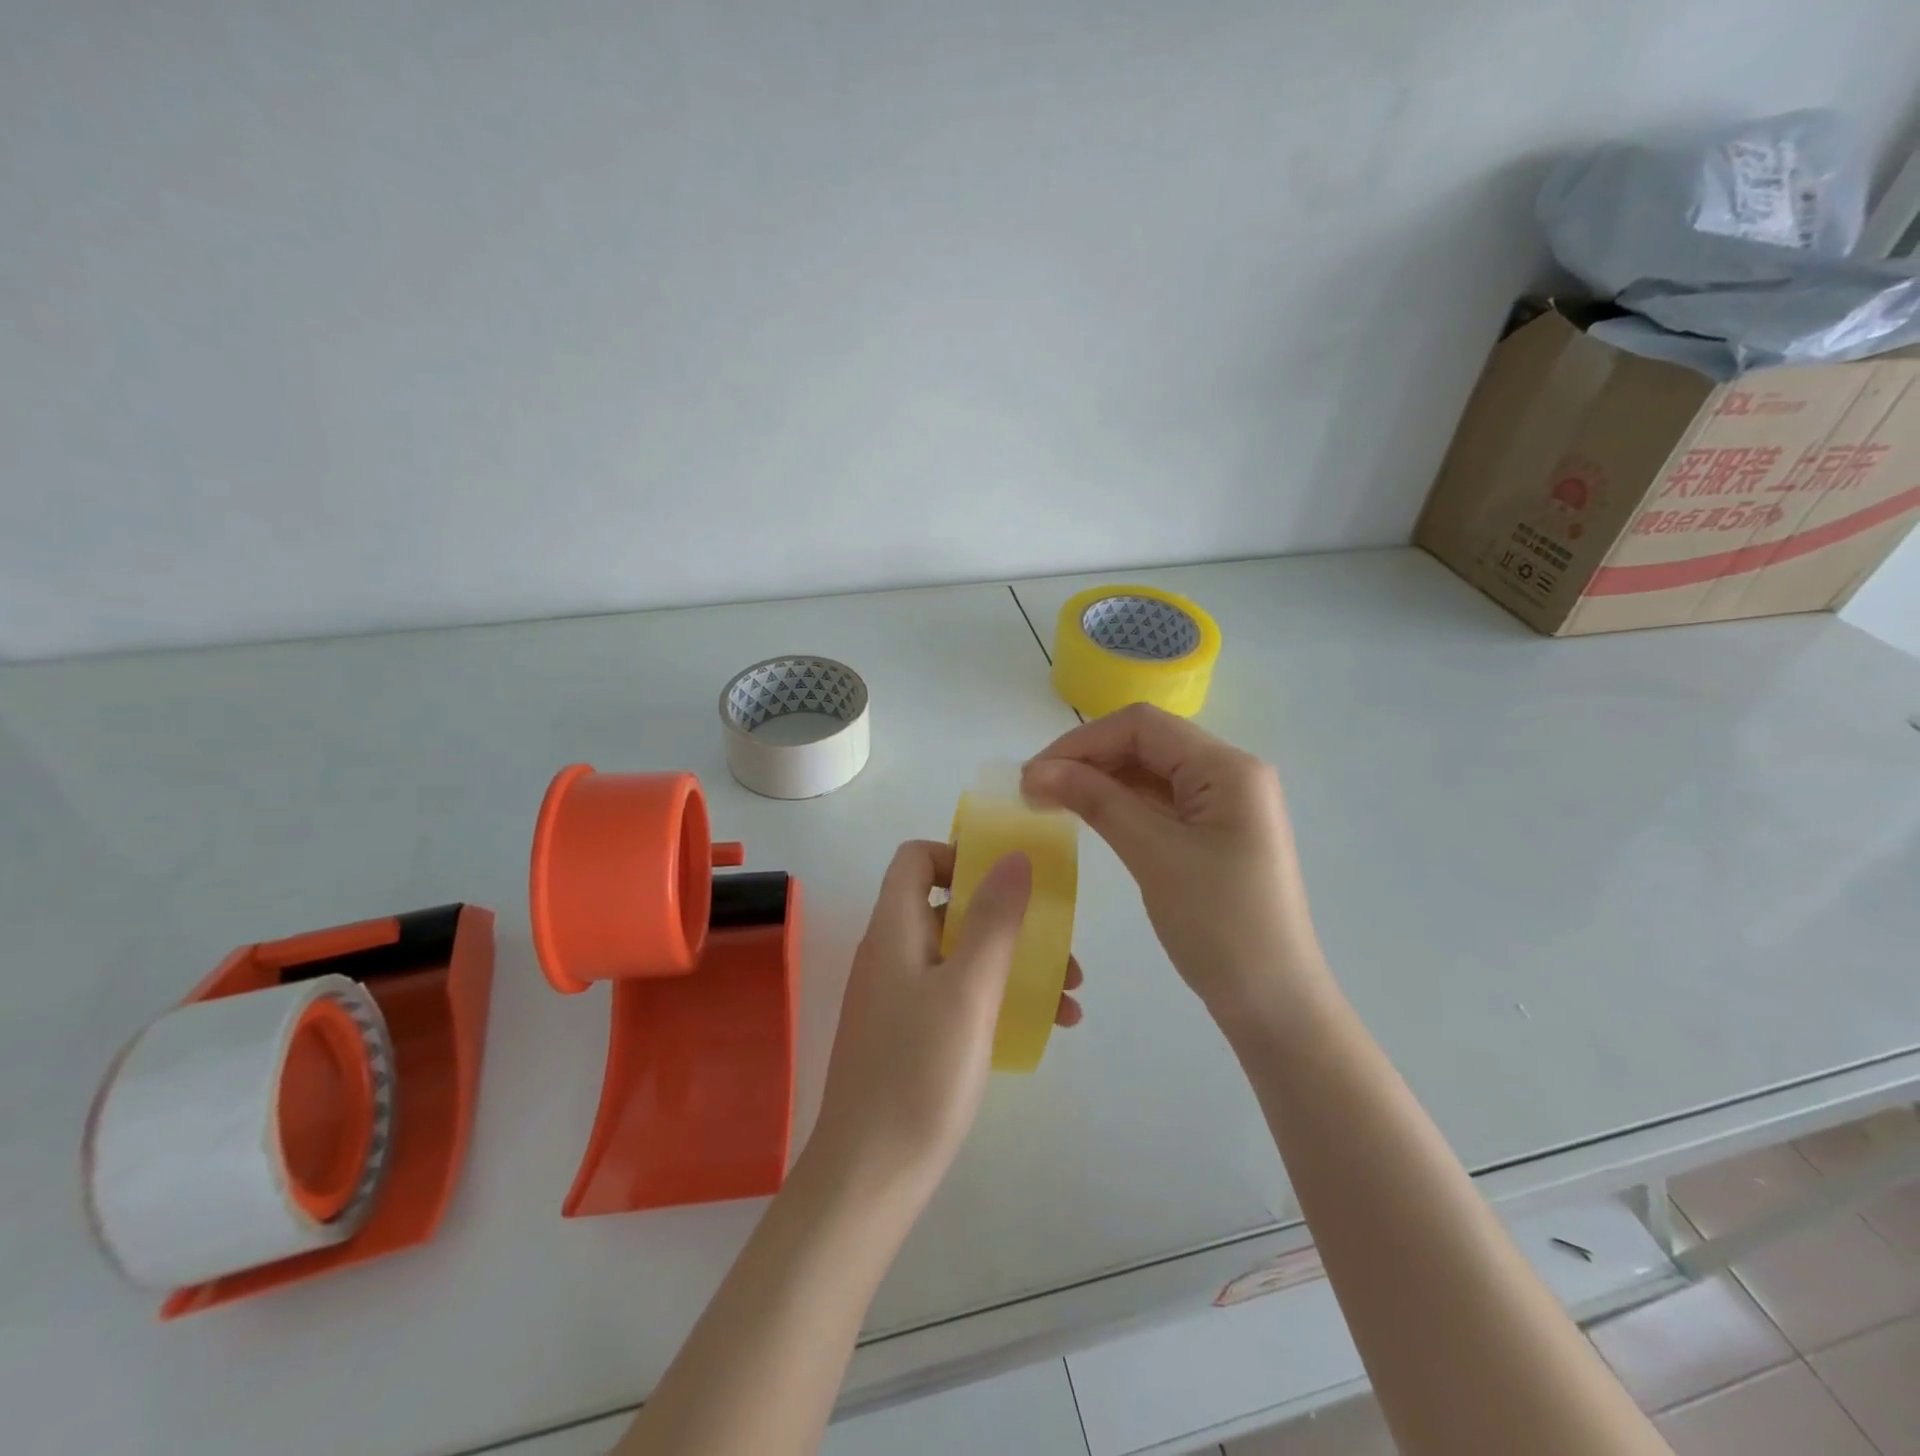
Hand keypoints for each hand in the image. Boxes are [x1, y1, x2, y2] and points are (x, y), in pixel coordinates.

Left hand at [807, 840, 1083, 1200]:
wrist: (871, 1176)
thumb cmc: (920, 1073)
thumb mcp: (969, 990)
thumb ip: (993, 920)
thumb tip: (1014, 856)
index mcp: (894, 929)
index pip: (917, 859)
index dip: (960, 858)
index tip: (1008, 885)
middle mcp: (892, 952)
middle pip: (950, 907)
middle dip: (1010, 920)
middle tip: (1062, 951)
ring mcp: (899, 995)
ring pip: (962, 955)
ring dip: (1016, 964)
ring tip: (1070, 998)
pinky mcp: (910, 1034)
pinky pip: (959, 995)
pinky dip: (999, 998)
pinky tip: (1045, 1027)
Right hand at [1022, 704, 1323, 1019]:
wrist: (1274, 1003)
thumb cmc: (1220, 926)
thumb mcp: (1154, 855)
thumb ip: (1097, 801)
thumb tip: (1038, 770)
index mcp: (1227, 768)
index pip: (1142, 726)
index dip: (1082, 741)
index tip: (1034, 774)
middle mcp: (1230, 773)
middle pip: (1146, 743)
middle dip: (1087, 759)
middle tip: (1034, 790)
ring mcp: (1223, 803)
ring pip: (1149, 771)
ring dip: (1100, 780)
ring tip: (1050, 801)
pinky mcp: (1213, 831)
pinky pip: (1159, 801)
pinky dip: (1120, 803)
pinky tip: (1087, 814)